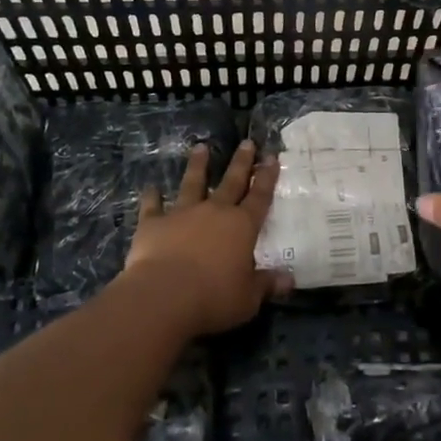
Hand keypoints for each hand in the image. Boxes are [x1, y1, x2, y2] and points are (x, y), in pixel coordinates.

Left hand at [116, 140, 288, 337]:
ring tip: (200, 147)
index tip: (271, 157)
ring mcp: (182, 214)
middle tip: (247, 142)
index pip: (260, 197)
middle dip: (241, 162)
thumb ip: (266, 285)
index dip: (267, 177)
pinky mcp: (153, 223)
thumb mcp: (248, 298)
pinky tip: (150, 188)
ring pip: (192, 183)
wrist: (163, 296)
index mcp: (242, 226)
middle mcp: (215, 212)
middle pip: (231, 182)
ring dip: (197, 165)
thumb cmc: (214, 298)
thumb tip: (289, 280)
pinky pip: (152, 206)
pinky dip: (151, 197)